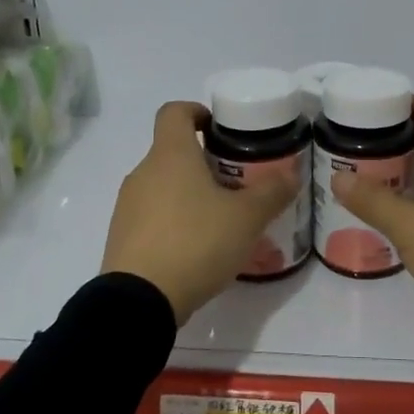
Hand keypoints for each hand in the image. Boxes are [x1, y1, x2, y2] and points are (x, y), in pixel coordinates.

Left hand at [101, 101, 300, 323]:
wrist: (139, 301)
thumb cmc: (195, 242)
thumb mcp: (246, 218)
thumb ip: (272, 192)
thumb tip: (291, 173)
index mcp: (170, 154)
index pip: (174, 111)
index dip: (197, 112)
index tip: (220, 130)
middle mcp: (143, 172)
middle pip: (173, 151)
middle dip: (205, 163)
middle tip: (237, 184)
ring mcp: (128, 206)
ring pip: (163, 186)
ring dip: (190, 194)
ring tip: (222, 221)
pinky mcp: (122, 237)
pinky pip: (153, 217)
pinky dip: (174, 222)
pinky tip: (198, 249)